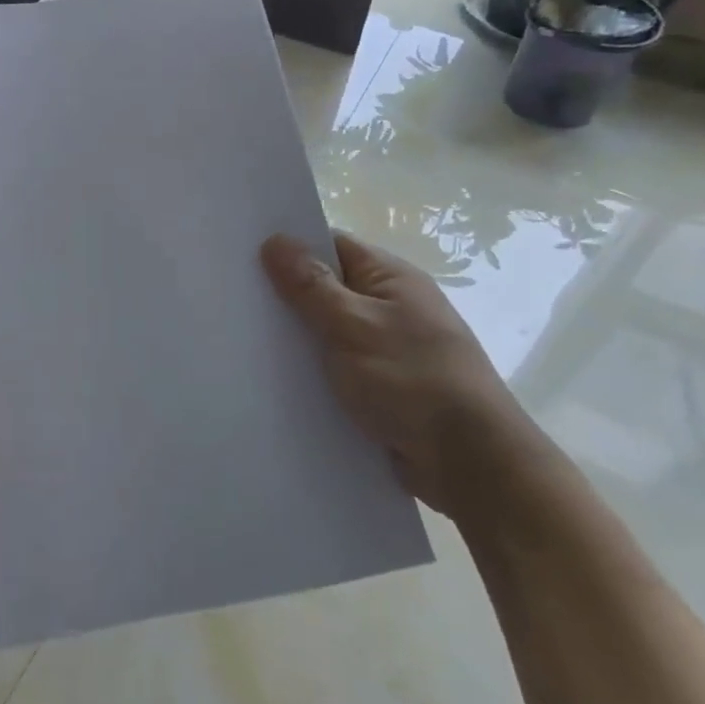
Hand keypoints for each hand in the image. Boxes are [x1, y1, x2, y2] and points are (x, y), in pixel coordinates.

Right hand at [261, 231, 544, 519]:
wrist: (471, 465)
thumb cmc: (412, 380)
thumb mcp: (352, 325)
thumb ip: (310, 284)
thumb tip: (275, 239)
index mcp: (391, 279)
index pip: (331, 245)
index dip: (289, 246)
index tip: (243, 252)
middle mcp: (391, 307)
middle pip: (326, 287)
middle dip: (285, 294)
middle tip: (233, 296)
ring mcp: (388, 348)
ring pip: (328, 331)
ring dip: (297, 336)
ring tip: (243, 336)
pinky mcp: (383, 387)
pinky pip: (336, 366)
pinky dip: (312, 369)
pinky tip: (275, 377)